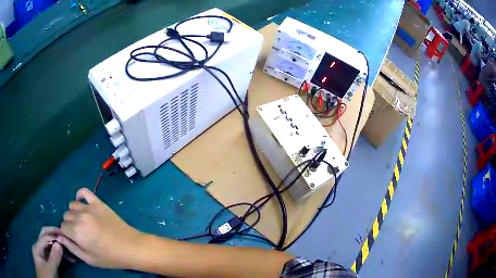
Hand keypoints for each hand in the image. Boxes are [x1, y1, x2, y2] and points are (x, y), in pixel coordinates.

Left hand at [32, 227, 62, 277]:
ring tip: (69, 249)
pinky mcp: (47, 259)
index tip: (66, 238)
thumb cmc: (46, 276)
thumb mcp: (50, 269)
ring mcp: (42, 253)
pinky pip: (52, 252)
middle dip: (54, 234)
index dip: (54, 236)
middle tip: (65, 235)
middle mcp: (39, 247)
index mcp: (37, 247)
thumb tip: (59, 243)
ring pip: (50, 244)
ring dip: (58, 245)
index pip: (45, 236)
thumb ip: (54, 257)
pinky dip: (59, 252)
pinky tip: (67, 257)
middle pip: (45, 235)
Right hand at [58, 188, 142, 268]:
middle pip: (66, 216)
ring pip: (72, 205)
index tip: (75, 239)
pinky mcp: (99, 202)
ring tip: (83, 222)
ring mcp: (89, 207)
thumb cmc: (110, 257)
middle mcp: (80, 216)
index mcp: (76, 231)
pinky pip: (84, 192)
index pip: (62, 227)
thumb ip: (72, 248)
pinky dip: (80, 195)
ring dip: (74, 212)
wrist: (131, 247)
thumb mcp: (89, 259)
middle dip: (70, 224)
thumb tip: (59, 237)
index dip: (67, 234)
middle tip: (81, 233)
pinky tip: (82, 202)